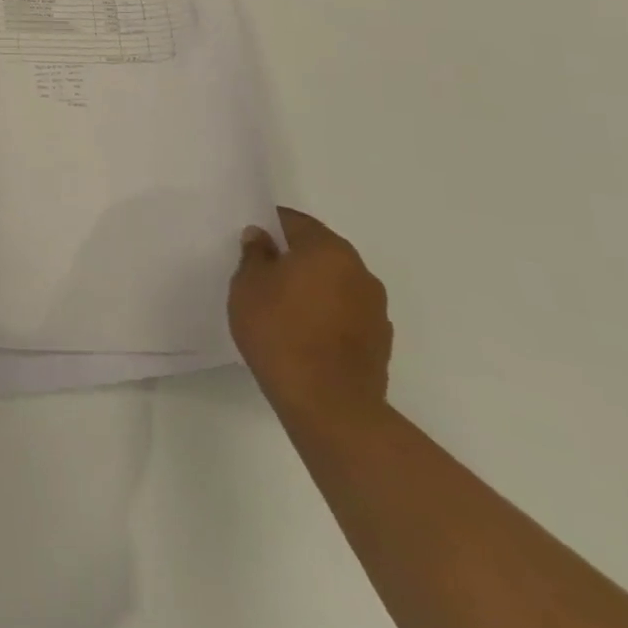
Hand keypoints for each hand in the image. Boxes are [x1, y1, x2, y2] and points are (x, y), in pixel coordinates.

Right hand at [229, 208, 391, 427]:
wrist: (329, 406)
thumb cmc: (280, 332)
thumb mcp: (248, 285)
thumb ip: (255, 254)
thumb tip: (262, 238)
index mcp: (328, 249)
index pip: (294, 222)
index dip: (269, 226)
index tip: (251, 241)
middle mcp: (359, 271)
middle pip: (319, 251)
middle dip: (293, 257)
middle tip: (262, 272)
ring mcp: (375, 309)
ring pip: (335, 283)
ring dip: (312, 287)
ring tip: (282, 307)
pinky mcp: (380, 342)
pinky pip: (345, 313)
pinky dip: (326, 314)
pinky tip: (303, 333)